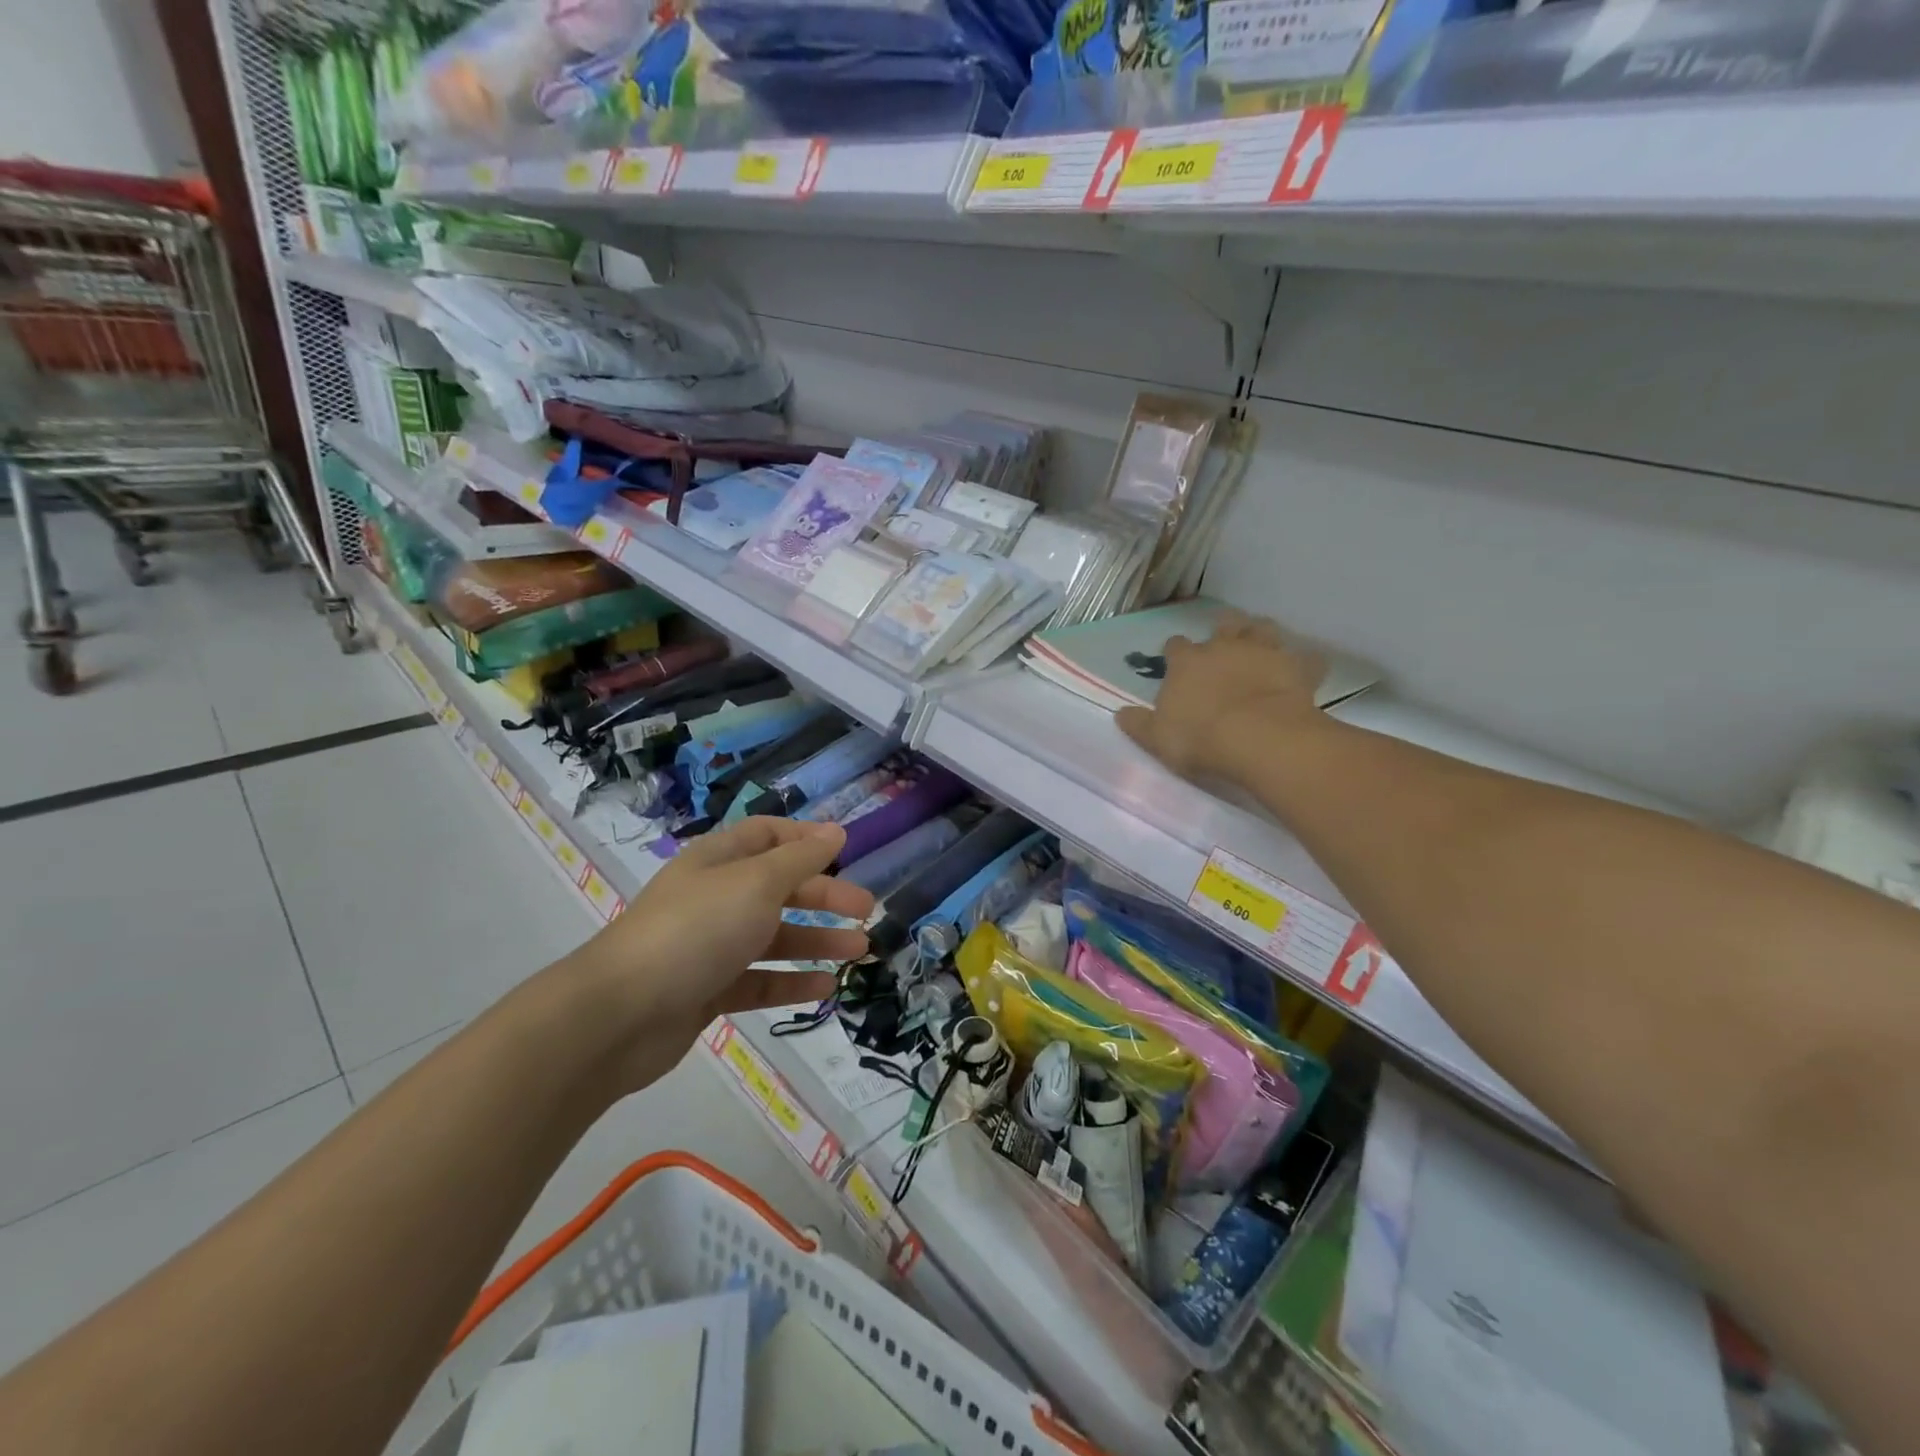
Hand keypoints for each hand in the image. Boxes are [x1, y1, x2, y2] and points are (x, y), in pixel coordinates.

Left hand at [562, 817, 873, 1092]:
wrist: (620, 1014)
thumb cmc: (697, 930)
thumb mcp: (757, 883)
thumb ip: (801, 858)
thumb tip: (836, 829)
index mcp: (719, 860)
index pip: (767, 835)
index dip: (805, 839)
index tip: (846, 851)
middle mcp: (715, 897)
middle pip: (778, 887)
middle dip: (824, 895)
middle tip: (866, 910)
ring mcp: (709, 946)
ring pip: (773, 936)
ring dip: (817, 940)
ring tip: (860, 951)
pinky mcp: (707, 990)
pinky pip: (758, 979)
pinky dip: (791, 981)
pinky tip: (826, 987)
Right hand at [1116, 610, 1325, 781]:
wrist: (1259, 738)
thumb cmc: (1200, 738)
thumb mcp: (1158, 738)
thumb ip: (1139, 724)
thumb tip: (1120, 714)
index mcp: (1187, 661)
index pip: (1176, 646)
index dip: (1176, 653)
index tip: (1177, 665)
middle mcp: (1223, 647)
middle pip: (1223, 624)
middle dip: (1222, 631)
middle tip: (1223, 646)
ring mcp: (1263, 652)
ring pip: (1263, 628)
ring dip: (1261, 634)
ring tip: (1260, 647)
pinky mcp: (1297, 668)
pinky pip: (1306, 659)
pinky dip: (1304, 663)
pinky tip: (1304, 671)